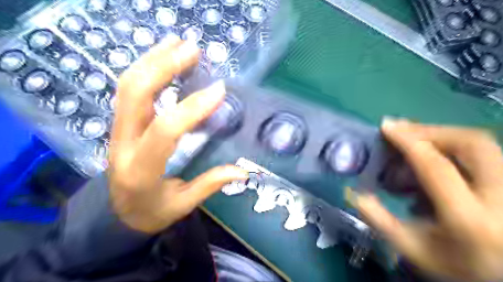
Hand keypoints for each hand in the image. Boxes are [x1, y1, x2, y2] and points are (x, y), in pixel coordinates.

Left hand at [107, 38, 247, 235]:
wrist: (115, 213)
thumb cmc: (151, 212)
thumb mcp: (182, 205)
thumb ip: (210, 184)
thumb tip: (243, 171)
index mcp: (141, 170)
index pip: (165, 131)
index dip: (192, 108)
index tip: (219, 90)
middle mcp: (122, 144)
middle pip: (135, 95)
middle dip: (163, 66)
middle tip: (192, 49)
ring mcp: (117, 130)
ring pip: (128, 86)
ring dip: (153, 60)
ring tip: (179, 43)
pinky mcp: (121, 123)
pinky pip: (130, 90)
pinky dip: (147, 68)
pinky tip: (164, 57)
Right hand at [353, 119, 502, 281]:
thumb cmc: (456, 266)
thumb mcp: (412, 249)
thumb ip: (379, 220)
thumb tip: (354, 194)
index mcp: (468, 218)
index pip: (436, 166)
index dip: (408, 141)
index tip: (387, 126)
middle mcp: (500, 198)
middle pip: (470, 144)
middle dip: (430, 131)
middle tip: (402, 133)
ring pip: (481, 144)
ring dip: (442, 137)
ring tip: (415, 145)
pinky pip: (484, 154)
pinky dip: (453, 149)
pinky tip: (435, 162)